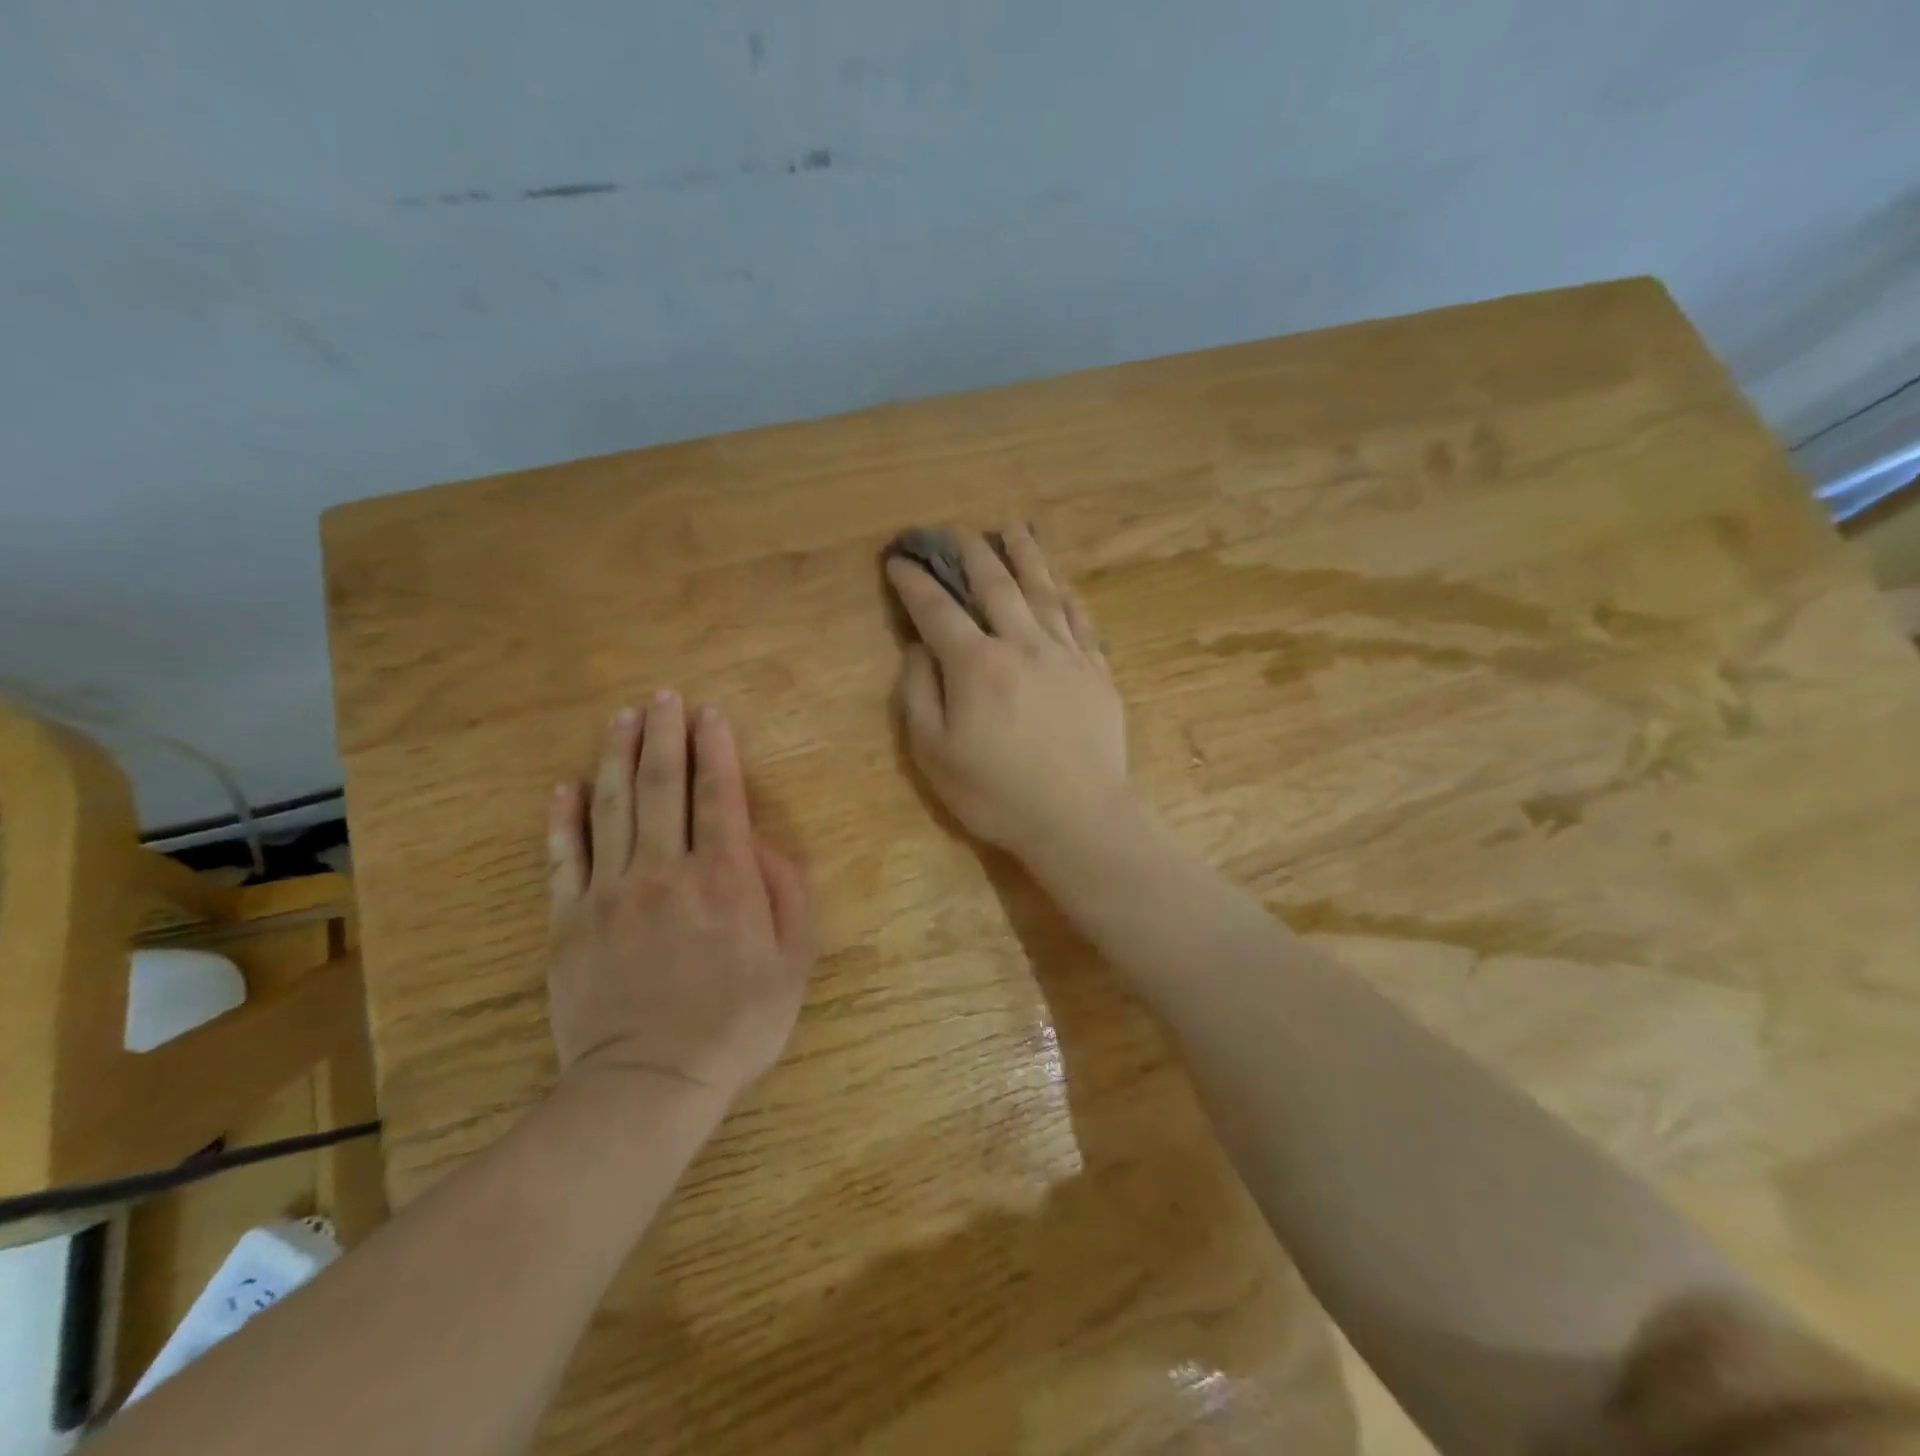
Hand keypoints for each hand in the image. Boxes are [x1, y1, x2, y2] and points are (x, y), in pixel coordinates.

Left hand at [545, 693, 815, 1104]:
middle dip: (665, 735)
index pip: (718, 796)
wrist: (649, 1083)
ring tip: (622, 717)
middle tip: (663, 695)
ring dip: (618, 756)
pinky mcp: (569, 920)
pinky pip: (564, 857)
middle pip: (662, 787)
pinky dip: (565, 818)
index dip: (715, 749)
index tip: (710, 713)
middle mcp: (666, 870)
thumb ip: (786, 893)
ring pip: (613, 807)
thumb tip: (764, 842)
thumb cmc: (735, 1024)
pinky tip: (567, 785)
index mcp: (724, 878)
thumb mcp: (793, 963)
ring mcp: (611, 892)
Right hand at [886, 524, 1129, 862]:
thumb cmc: (996, 794)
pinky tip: (1060, 584)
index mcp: (976, 663)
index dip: (914, 582)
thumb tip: (918, 649)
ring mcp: (1066, 653)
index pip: (937, 609)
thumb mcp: (934, 754)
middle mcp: (1022, 644)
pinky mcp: (1096, 670)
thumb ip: (918, 695)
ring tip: (1014, 528)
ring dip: (1025, 555)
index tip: (899, 561)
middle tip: (955, 531)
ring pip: (1042, 590)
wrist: (1078, 818)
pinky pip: (1080, 619)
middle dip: (970, 552)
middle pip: (994, 584)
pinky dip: (1065, 595)